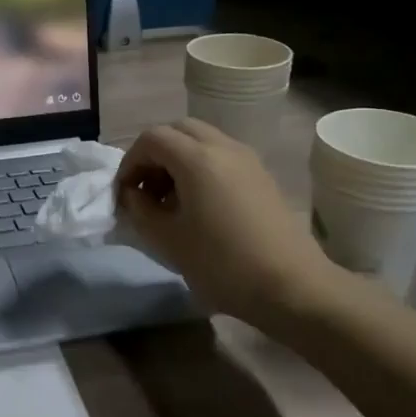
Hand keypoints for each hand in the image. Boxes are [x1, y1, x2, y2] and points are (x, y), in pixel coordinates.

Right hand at [115, 118, 328, 325]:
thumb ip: (140, 210)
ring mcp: (247, 159)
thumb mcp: (168, 240)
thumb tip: (132, 195)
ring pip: (201, 141)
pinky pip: (221, 156)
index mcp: (197, 158)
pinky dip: (200, 168)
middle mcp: (223, 147)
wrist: (291, 286)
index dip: (130, 162)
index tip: (123, 194)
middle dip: (154, 154)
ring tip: (169, 200)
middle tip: (145, 189)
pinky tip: (198, 206)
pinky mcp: (261, 176)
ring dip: (177, 160)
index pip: (151, 139)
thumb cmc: (222, 263)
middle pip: (178, 130)